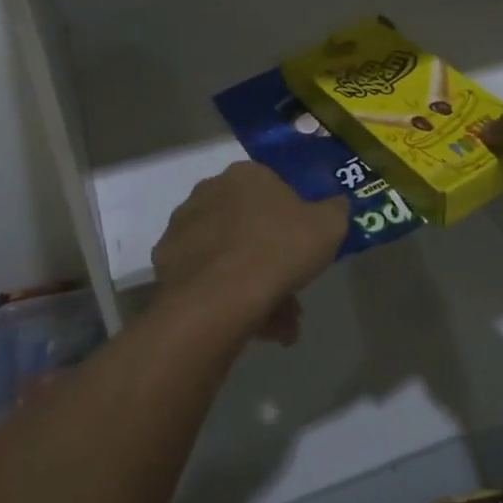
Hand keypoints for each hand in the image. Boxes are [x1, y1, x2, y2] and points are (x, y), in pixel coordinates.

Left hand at [150, 163, 349, 344]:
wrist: (222, 295)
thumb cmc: (280, 248)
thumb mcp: (329, 226)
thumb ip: (335, 210)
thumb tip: (336, 205)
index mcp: (245, 175)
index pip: (272, 189)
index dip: (291, 220)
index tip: (302, 249)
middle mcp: (209, 192)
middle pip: (248, 225)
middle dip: (272, 259)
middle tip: (292, 292)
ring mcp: (183, 226)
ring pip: (227, 255)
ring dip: (254, 285)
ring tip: (278, 328)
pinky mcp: (166, 262)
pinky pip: (205, 278)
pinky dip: (226, 297)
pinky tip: (251, 326)